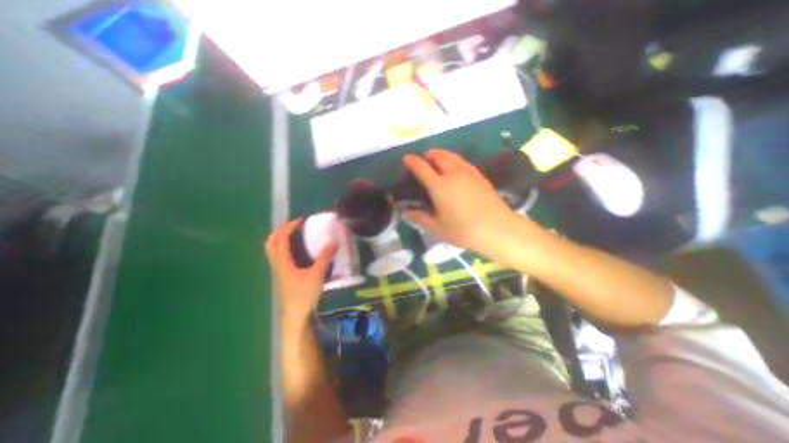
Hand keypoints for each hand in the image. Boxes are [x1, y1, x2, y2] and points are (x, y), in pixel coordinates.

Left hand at [266, 218, 336, 324]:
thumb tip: (335, 241)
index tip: (301, 220)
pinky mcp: (283, 275)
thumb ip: (325, 257)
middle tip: (294, 224)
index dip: (289, 227)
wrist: (295, 314)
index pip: (281, 239)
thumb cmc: (304, 294)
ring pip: (273, 249)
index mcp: (283, 262)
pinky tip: (297, 249)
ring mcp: (278, 270)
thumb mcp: (317, 274)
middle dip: (280, 230)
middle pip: (270, 242)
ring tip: (295, 233)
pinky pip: (279, 255)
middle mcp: (277, 264)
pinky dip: (284, 247)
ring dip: (281, 238)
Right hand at [402, 148, 522, 257]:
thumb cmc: (464, 230)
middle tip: (424, 160)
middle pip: (439, 155)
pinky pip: (463, 162)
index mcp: (439, 186)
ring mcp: (468, 172)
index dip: (412, 161)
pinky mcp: (480, 175)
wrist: (498, 229)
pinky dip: (454, 161)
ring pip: (452, 156)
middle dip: (429, 154)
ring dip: (442, 155)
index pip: (422, 167)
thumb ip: (419, 218)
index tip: (406, 158)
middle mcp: (453, 174)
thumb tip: (404, 212)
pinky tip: (455, 170)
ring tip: (438, 162)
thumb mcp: (438, 228)